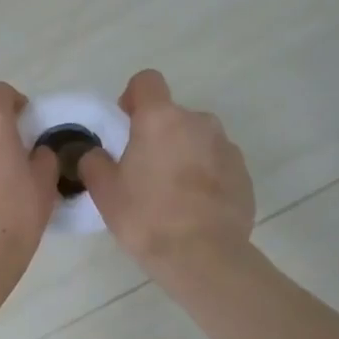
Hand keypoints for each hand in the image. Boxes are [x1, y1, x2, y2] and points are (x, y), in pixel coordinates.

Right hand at [78, 70, 254, 271]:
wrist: (204, 256)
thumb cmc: (147, 217)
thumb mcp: (105, 191)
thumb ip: (95, 162)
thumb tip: (97, 154)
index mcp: (161, 119)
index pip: (147, 81)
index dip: (134, 96)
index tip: (126, 122)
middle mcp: (198, 122)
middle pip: (173, 115)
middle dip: (158, 134)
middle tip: (144, 170)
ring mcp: (226, 147)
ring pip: (197, 140)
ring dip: (183, 154)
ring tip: (172, 193)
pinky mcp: (244, 174)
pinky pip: (217, 164)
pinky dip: (205, 176)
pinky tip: (194, 208)